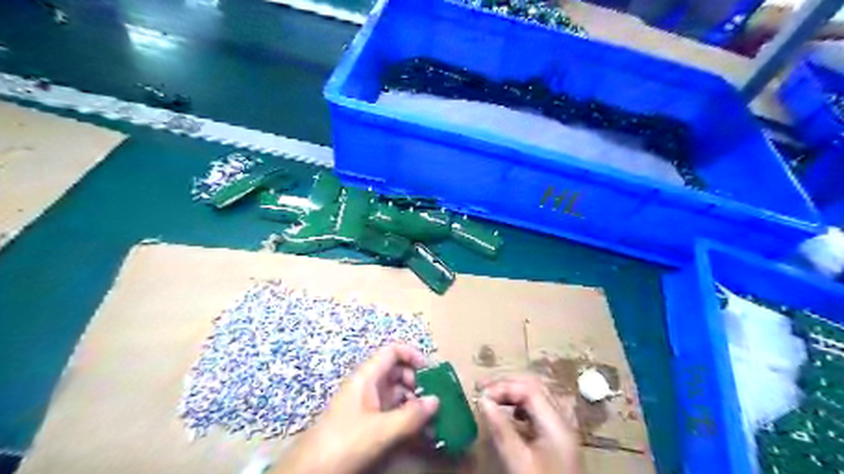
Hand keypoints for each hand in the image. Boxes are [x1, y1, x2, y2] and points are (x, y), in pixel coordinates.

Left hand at [284, 344, 442, 473]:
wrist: (311, 471)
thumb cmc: (345, 442)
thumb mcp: (381, 429)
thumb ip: (410, 415)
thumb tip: (436, 400)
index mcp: (366, 377)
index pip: (392, 352)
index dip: (412, 355)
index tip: (429, 370)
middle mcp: (367, 385)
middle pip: (396, 371)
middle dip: (416, 382)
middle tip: (430, 399)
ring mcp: (366, 404)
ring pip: (395, 393)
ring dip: (413, 403)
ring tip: (429, 420)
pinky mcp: (366, 421)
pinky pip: (390, 411)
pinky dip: (405, 417)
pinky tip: (417, 433)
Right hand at [477, 374, 584, 473]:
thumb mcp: (519, 461)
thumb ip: (501, 429)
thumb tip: (482, 400)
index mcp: (556, 423)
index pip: (529, 388)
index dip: (503, 386)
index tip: (480, 394)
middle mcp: (561, 419)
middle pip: (535, 386)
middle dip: (507, 383)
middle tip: (482, 386)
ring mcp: (561, 427)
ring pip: (537, 395)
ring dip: (513, 391)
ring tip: (491, 396)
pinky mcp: (556, 436)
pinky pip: (538, 409)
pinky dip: (520, 404)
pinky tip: (510, 413)